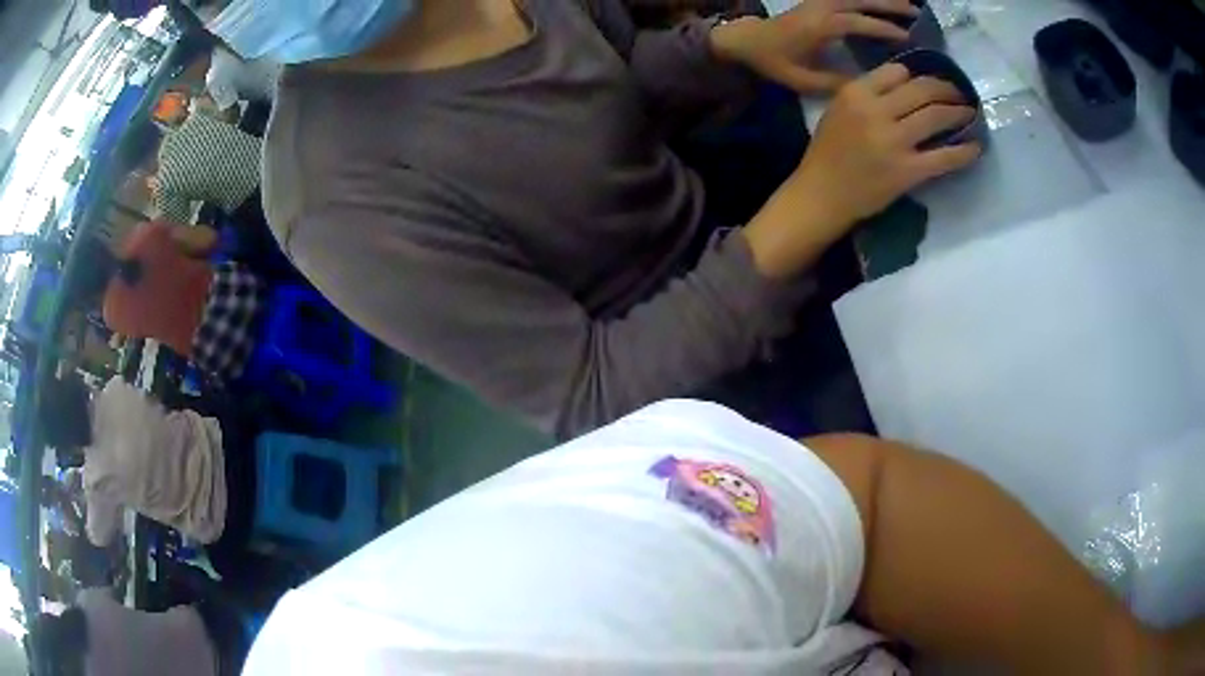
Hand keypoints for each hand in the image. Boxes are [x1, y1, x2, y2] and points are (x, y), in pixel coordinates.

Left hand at [711, 0, 917, 92]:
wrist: (749, 40)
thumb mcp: (804, 80)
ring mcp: (820, 0)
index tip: (909, 39)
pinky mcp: (819, 0)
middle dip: (891, 6)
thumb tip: (869, 86)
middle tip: (918, 15)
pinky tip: (886, 2)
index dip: (885, 30)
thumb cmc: (776, 62)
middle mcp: (823, 7)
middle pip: (862, 2)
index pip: (860, 23)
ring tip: (909, 6)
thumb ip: (836, 83)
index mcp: (821, 25)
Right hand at [798, 64, 980, 222]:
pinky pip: (943, 157)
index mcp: (855, 93)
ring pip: (936, 116)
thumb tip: (903, 85)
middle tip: (959, 93)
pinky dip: (963, 152)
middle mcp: (876, 111)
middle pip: (922, 89)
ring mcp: (894, 142)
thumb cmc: (826, 153)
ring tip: (970, 113)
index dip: (918, 76)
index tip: (930, 82)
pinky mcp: (907, 171)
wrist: (821, 194)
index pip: (897, 72)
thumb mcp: (837, 110)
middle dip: (946, 89)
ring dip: (959, 112)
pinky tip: (976, 148)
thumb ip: (866, 95)